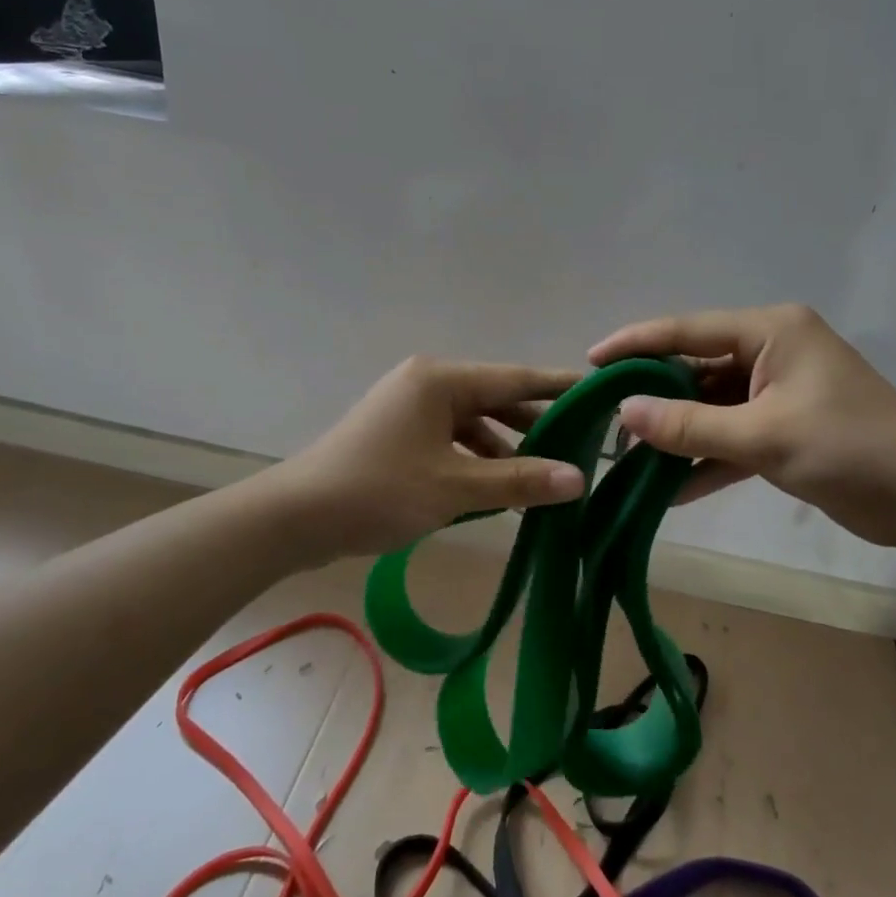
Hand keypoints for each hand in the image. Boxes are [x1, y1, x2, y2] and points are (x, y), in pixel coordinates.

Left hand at [274, 356, 585, 559]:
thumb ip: (518, 481)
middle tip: (583, 445)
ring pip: (474, 425)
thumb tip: (578, 479)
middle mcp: (428, 385)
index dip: (559, 388)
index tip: (600, 393)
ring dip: (506, 451)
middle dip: (535, 426)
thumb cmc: (378, 491)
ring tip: (547, 478)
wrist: (296, 518)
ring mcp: (410, 410)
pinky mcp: (400, 436)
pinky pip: (452, 442)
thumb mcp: (454, 487)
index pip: (515, 379)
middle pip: (496, 400)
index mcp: (441, 380)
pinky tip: (501, 491)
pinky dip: (477, 462)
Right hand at [589, 304, 895, 546]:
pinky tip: (667, 490)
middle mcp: (771, 353)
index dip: (636, 344)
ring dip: (676, 435)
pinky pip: (731, 438)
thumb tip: (624, 415)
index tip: (591, 361)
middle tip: (603, 419)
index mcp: (771, 331)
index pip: (688, 330)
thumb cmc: (851, 448)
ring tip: (626, 458)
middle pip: (695, 370)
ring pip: (710, 408)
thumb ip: (690, 426)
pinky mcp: (783, 429)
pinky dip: (705, 461)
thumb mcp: (764, 436)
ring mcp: (777, 393)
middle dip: (653, 398)